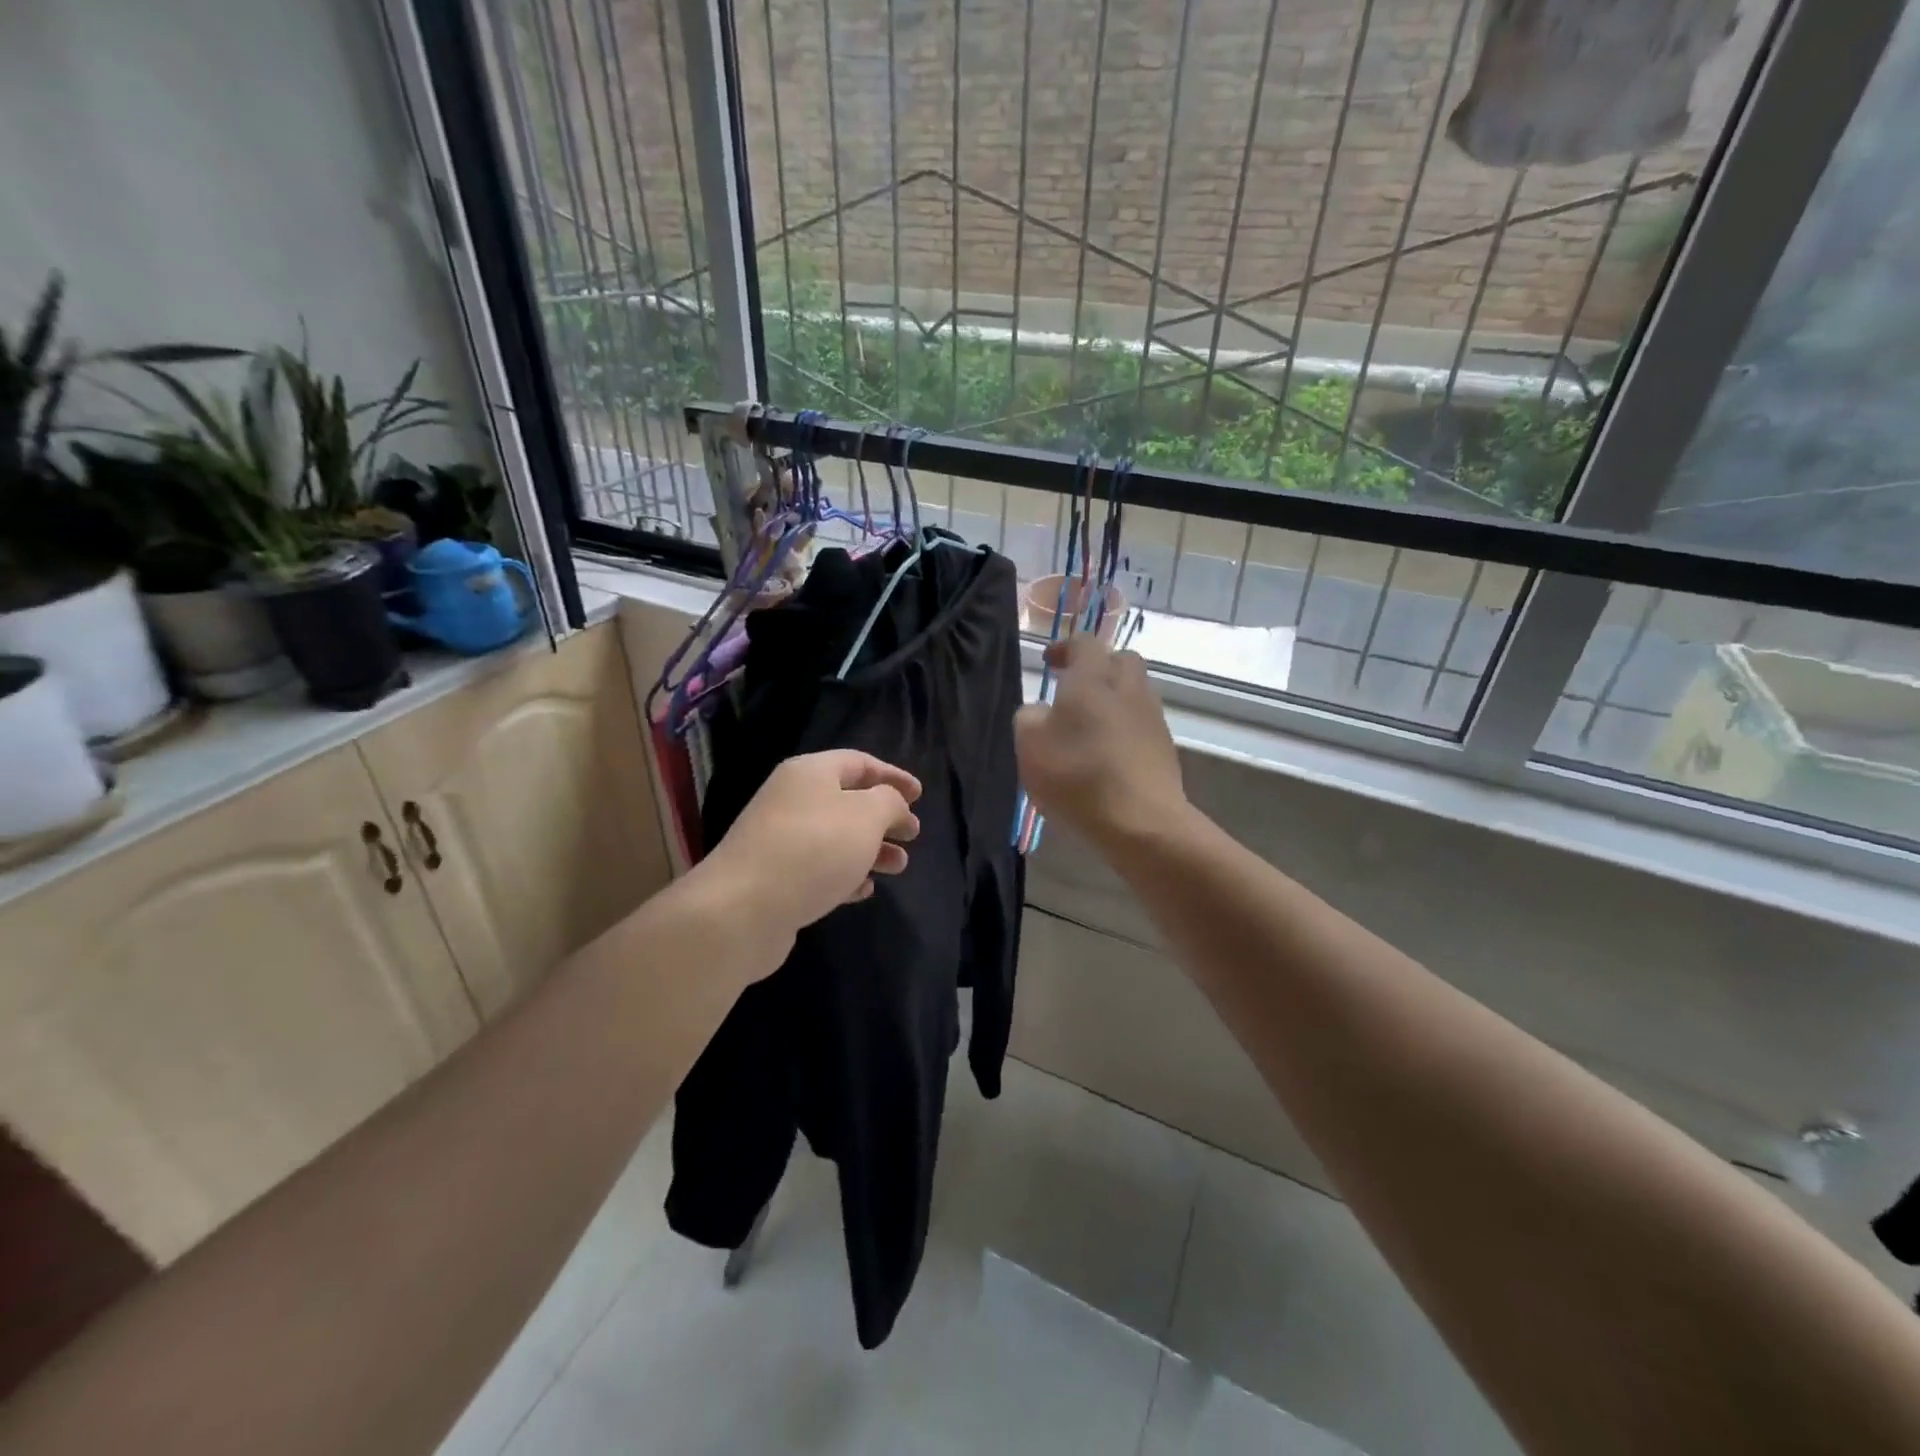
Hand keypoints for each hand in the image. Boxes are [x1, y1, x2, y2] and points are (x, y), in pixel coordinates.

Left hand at [694, 749, 921, 946]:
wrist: (742, 909)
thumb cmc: (813, 850)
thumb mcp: (866, 816)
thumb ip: (889, 802)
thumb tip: (892, 804)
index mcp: (809, 773)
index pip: (858, 763)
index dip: (892, 775)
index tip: (919, 795)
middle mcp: (791, 800)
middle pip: (847, 801)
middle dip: (884, 817)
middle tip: (912, 834)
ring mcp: (779, 840)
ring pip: (836, 837)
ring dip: (870, 849)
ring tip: (899, 867)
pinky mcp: (775, 878)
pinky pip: (818, 868)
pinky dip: (845, 874)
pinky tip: (864, 890)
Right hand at [1015, 635, 1188, 849]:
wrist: (1142, 822)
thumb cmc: (1078, 776)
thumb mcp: (1030, 745)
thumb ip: (1029, 717)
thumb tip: (1041, 711)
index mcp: (1093, 677)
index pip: (1084, 643)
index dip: (1065, 648)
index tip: (1049, 663)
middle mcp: (1128, 687)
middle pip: (1119, 660)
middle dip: (1097, 668)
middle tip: (1073, 688)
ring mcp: (1152, 716)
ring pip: (1133, 691)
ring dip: (1112, 698)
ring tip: (1088, 725)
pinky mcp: (1164, 746)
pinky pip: (1141, 722)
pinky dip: (1124, 726)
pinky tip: (1107, 753)